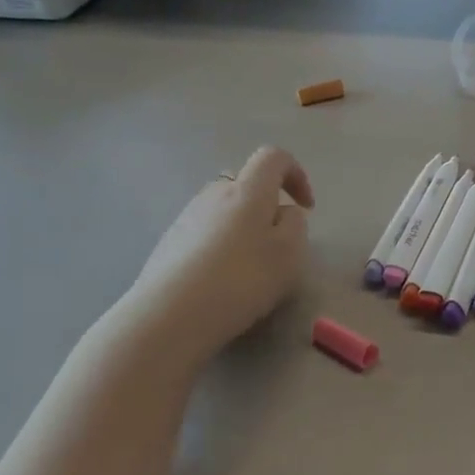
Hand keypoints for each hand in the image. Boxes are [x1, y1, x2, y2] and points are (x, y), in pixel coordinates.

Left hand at [125, 147, 314, 365]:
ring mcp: (186, 218)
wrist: (170, 316)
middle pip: (247, 186)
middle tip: (278, 244)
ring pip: (225, 211)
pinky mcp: (168, 244)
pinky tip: (221, 282)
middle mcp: (214, 193)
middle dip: (267, 207)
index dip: (296, 174)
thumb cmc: (242, 279)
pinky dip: (221, 248)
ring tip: (250, 268)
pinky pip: (205, 234)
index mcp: (248, 190)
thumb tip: (282, 213)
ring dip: (243, 229)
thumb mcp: (290, 253)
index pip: (274, 157)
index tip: (306, 207)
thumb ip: (295, 224)